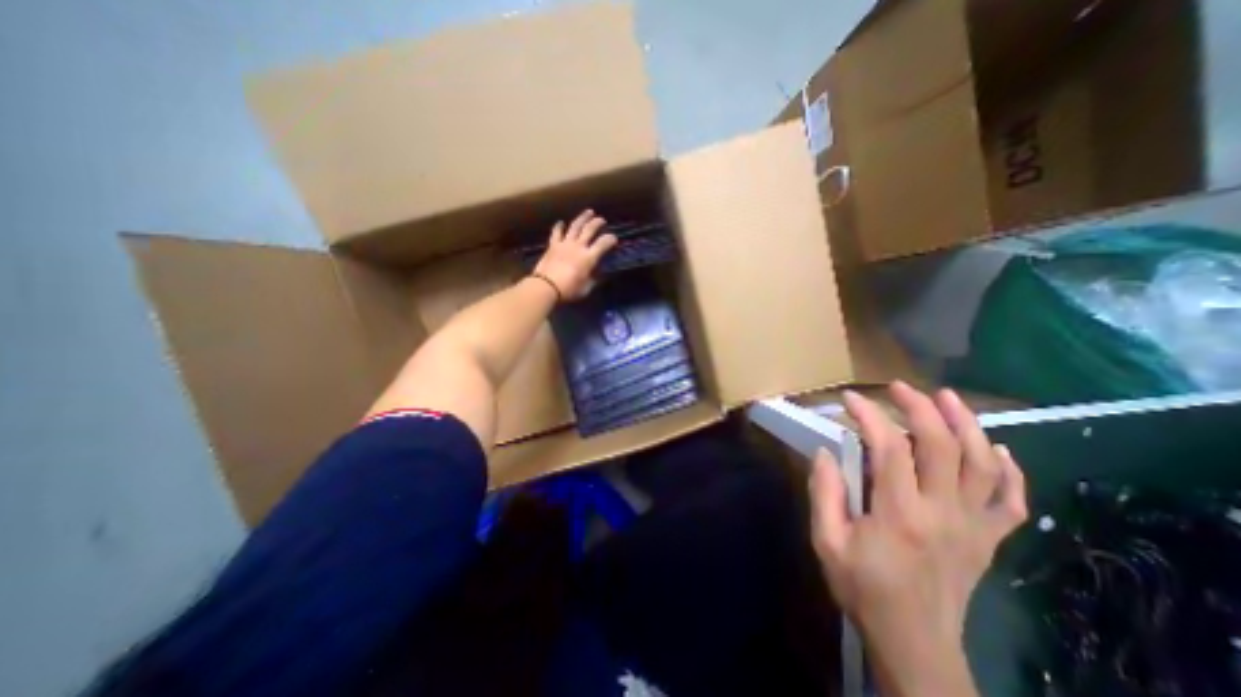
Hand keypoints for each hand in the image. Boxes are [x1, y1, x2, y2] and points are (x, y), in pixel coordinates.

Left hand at [530, 210, 616, 302]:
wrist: (546, 287)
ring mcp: (565, 244)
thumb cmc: (569, 290)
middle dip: (597, 223)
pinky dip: (559, 226)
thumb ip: (593, 279)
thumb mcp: (586, 288)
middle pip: (589, 229)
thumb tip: (599, 274)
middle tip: (602, 220)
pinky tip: (561, 222)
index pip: (603, 243)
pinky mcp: (553, 245)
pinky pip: (556, 233)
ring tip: (589, 212)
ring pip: (575, 226)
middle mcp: (578, 246)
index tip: (614, 238)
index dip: (610, 239)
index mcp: (589, 257)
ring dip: (582, 218)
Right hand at [810, 385, 1021, 692]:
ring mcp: (973, 526)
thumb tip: (824, 451)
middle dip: (920, 407)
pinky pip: (1011, 501)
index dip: (870, 415)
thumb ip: (823, 492)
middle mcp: (943, 513)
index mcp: (899, 513)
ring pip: (983, 465)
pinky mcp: (988, 540)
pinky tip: (996, 450)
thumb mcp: (826, 541)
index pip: (889, 447)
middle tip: (899, 388)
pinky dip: (1009, 471)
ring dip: (967, 424)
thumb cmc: (862, 587)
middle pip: (942, 446)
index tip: (849, 399)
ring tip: (947, 398)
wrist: (914, 641)